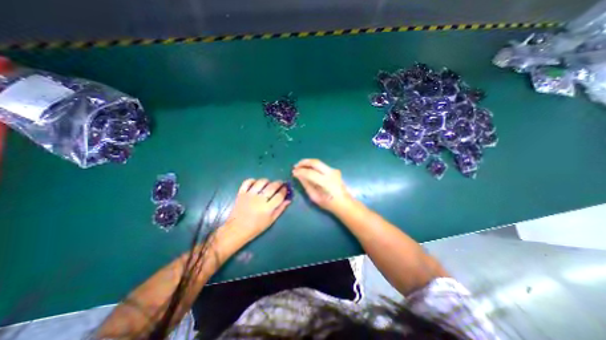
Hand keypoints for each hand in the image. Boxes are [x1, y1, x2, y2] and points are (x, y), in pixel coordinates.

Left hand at [224, 177, 290, 244]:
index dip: (284, 190)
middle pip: (272, 186)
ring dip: (267, 181)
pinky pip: (247, 182)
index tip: (285, 189)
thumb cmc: (256, 227)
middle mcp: (260, 199)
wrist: (236, 230)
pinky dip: (253, 180)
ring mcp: (250, 195)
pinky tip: (256, 183)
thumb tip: (288, 200)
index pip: (280, 195)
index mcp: (268, 208)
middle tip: (280, 183)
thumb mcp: (271, 220)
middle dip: (279, 183)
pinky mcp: (241, 193)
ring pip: (261, 182)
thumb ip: (280, 209)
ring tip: (269, 184)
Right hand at [291, 158, 352, 210]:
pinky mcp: (334, 170)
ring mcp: (334, 170)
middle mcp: (331, 173)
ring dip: (308, 163)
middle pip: (315, 162)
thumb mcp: (314, 197)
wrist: (344, 203)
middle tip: (295, 166)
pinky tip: (308, 169)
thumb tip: (298, 175)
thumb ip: (306, 184)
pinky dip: (313, 166)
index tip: (293, 172)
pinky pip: (321, 166)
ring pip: (318, 162)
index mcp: (326, 182)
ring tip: (300, 167)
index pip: (310, 173)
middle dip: (304, 162)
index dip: (300, 172)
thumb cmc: (329, 203)